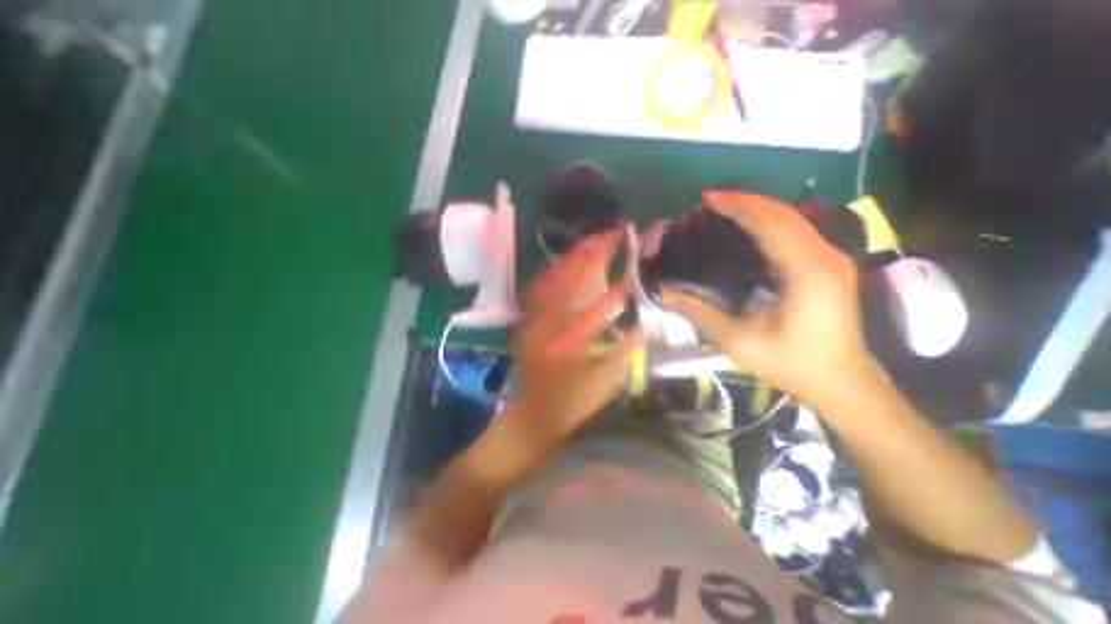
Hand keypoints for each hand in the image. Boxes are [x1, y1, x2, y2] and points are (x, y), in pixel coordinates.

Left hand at [507, 230, 638, 447]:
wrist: (530, 414)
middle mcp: (549, 324)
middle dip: (594, 253)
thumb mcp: (606, 383)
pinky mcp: (526, 320)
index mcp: (572, 342)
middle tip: (613, 233)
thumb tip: (644, 323)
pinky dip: (554, 270)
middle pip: (572, 279)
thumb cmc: (572, 403)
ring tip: (594, 239)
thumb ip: (626, 351)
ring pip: (554, 277)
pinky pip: (539, 287)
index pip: (600, 304)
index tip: (635, 262)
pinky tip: (566, 261)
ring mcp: (533, 319)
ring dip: (575, 256)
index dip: (620, 280)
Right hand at [658, 192, 877, 409]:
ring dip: (758, 209)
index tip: (706, 200)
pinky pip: (798, 232)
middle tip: (709, 201)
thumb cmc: (791, 363)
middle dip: (745, 201)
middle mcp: (824, 256)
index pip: (770, 223)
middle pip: (784, 213)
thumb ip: (700, 312)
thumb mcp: (738, 340)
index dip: (737, 206)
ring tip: (724, 209)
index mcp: (805, 272)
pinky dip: (770, 222)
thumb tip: (666, 293)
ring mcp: (831, 259)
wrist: (842, 383)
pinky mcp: (829, 266)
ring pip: (793, 219)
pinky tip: (749, 227)